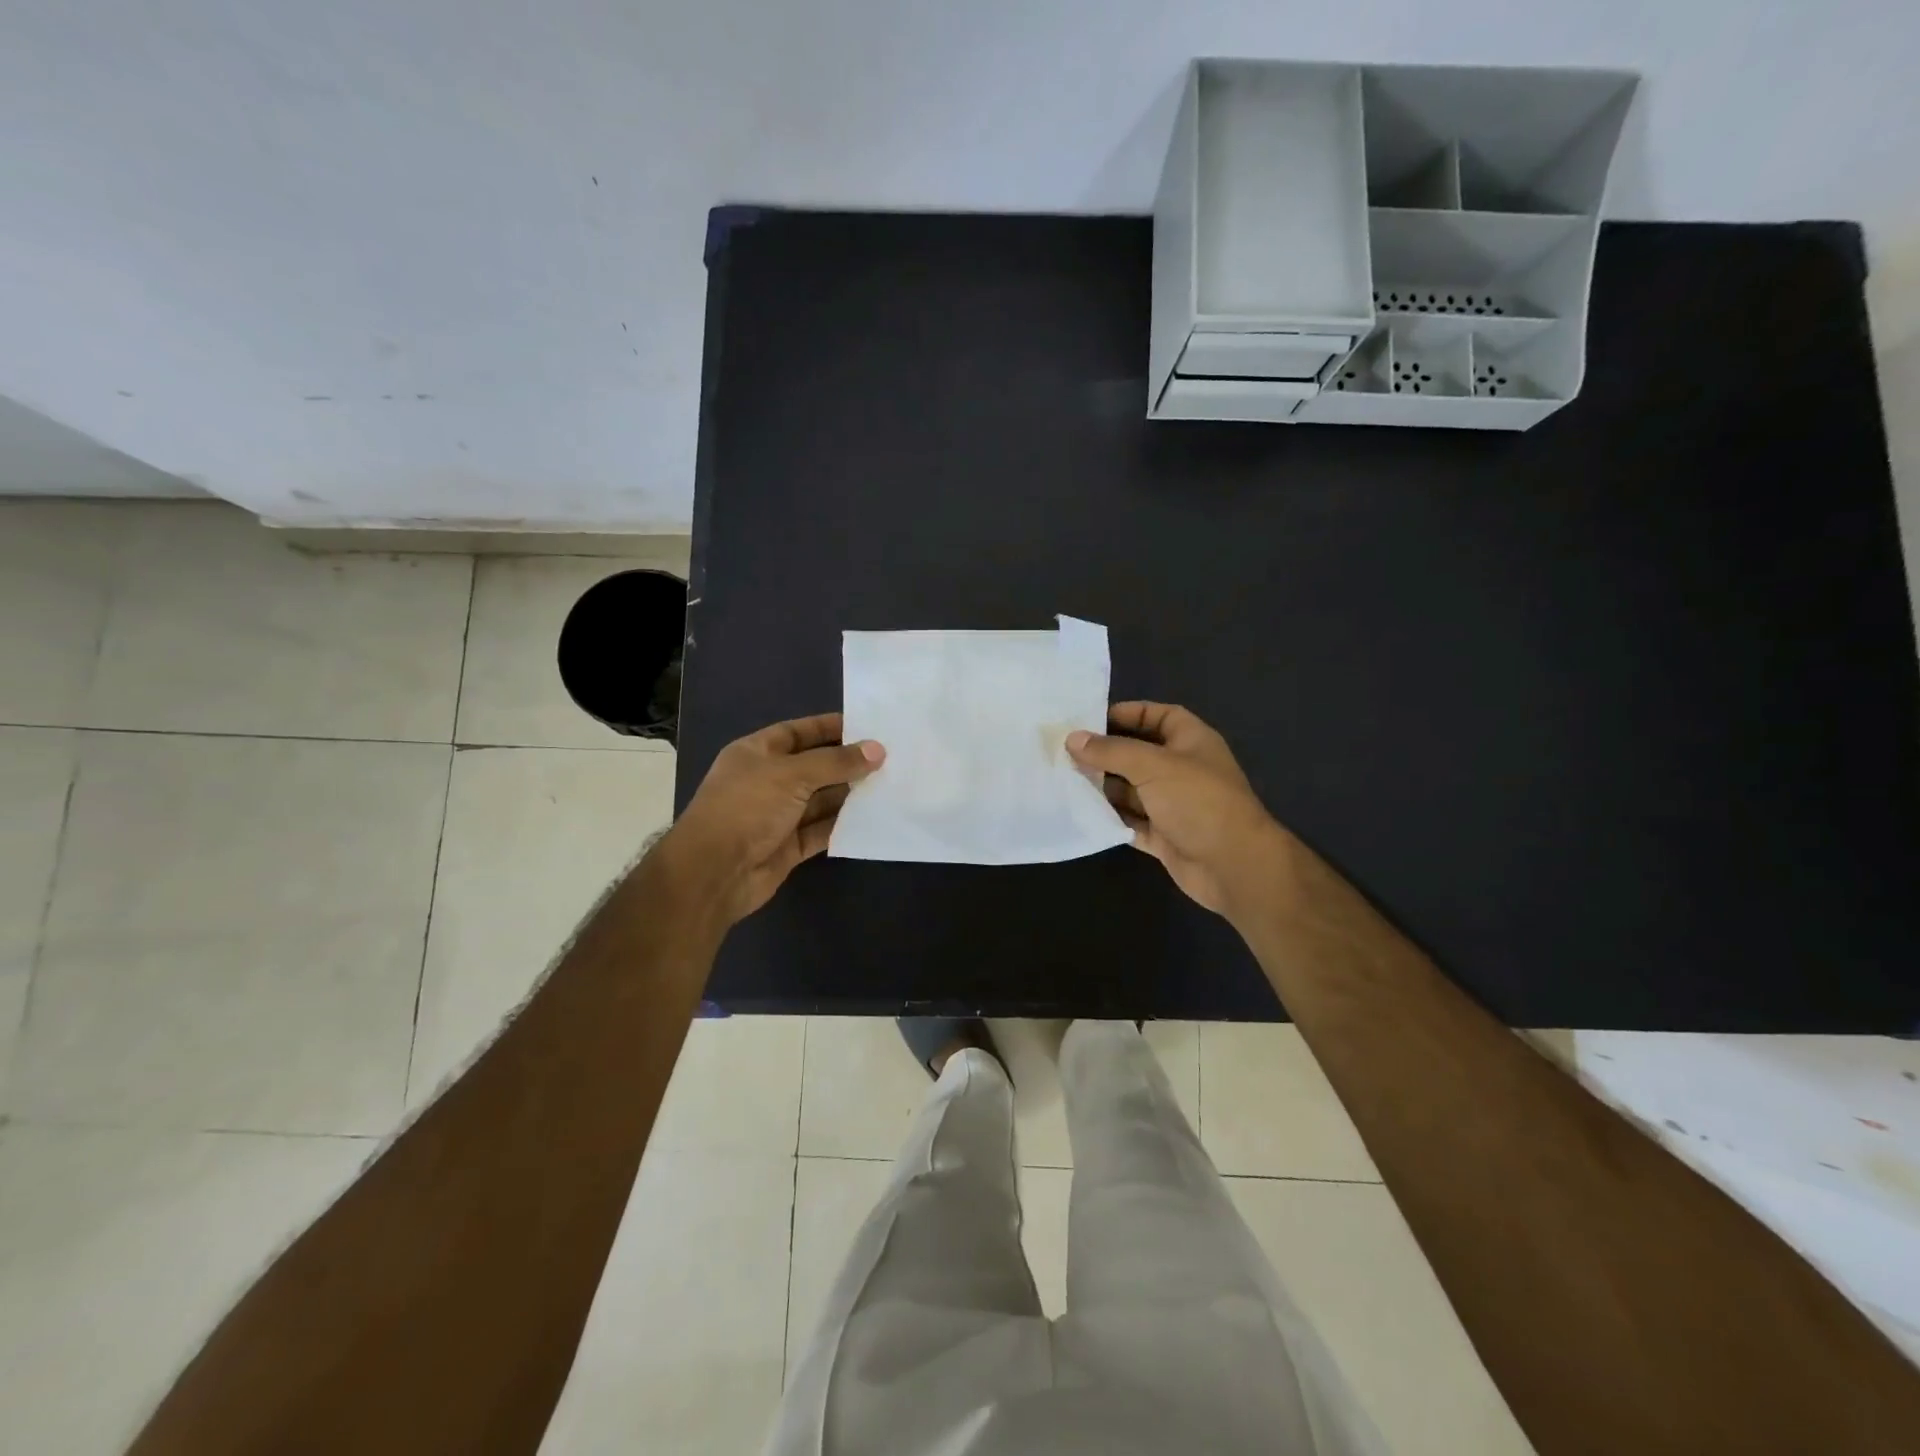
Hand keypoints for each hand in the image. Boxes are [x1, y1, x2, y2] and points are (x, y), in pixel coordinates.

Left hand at [662, 713, 883, 924]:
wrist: (714, 872)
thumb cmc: (747, 807)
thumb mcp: (792, 774)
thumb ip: (836, 762)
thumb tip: (878, 750)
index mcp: (756, 753)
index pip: (797, 732)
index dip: (828, 728)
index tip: (866, 727)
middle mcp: (767, 781)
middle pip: (813, 766)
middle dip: (846, 762)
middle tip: (889, 757)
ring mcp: (777, 815)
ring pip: (820, 800)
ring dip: (849, 794)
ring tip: (889, 784)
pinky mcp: (788, 846)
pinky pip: (821, 830)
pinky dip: (843, 825)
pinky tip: (872, 817)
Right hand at [1067, 702, 1287, 916]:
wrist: (1233, 865)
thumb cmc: (1198, 801)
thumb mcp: (1152, 765)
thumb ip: (1111, 751)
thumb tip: (1073, 738)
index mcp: (1191, 741)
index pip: (1159, 716)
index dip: (1129, 713)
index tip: (1092, 720)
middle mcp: (1182, 769)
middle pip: (1139, 754)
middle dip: (1106, 753)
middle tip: (1065, 752)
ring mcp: (1173, 804)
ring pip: (1132, 790)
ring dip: (1103, 787)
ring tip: (1065, 781)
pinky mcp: (1164, 835)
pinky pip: (1131, 821)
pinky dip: (1110, 818)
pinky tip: (1081, 813)